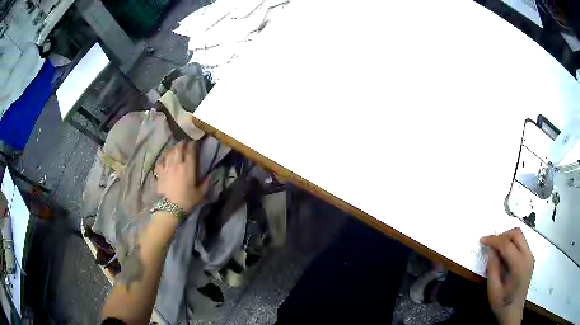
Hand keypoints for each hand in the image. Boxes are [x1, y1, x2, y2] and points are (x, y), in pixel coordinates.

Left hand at [155, 141, 207, 213]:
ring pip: (169, 153)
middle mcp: (177, 164)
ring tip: (174, 149)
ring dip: (172, 149)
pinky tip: (164, 160)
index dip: (192, 145)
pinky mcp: (160, 173)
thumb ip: (204, 184)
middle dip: (181, 145)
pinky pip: (160, 162)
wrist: (169, 209)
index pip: (190, 152)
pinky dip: (163, 159)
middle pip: (178, 149)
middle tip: (183, 144)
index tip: (193, 143)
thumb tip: (208, 177)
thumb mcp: (199, 195)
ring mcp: (167, 168)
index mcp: (188, 168)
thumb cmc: (186, 201)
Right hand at [480, 228, 533, 324]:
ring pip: (520, 237)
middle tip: (490, 245)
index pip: (507, 244)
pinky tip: (504, 256)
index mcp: (519, 265)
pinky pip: (521, 244)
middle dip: (502, 235)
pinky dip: (512, 245)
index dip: (493, 240)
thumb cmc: (502, 304)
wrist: (513, 313)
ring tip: (496, 250)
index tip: (482, 240)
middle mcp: (528, 256)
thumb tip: (491, 250)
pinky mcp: (530, 259)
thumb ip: (492, 268)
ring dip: (507, 239)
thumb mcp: (493, 289)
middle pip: (517, 233)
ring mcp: (530, 256)